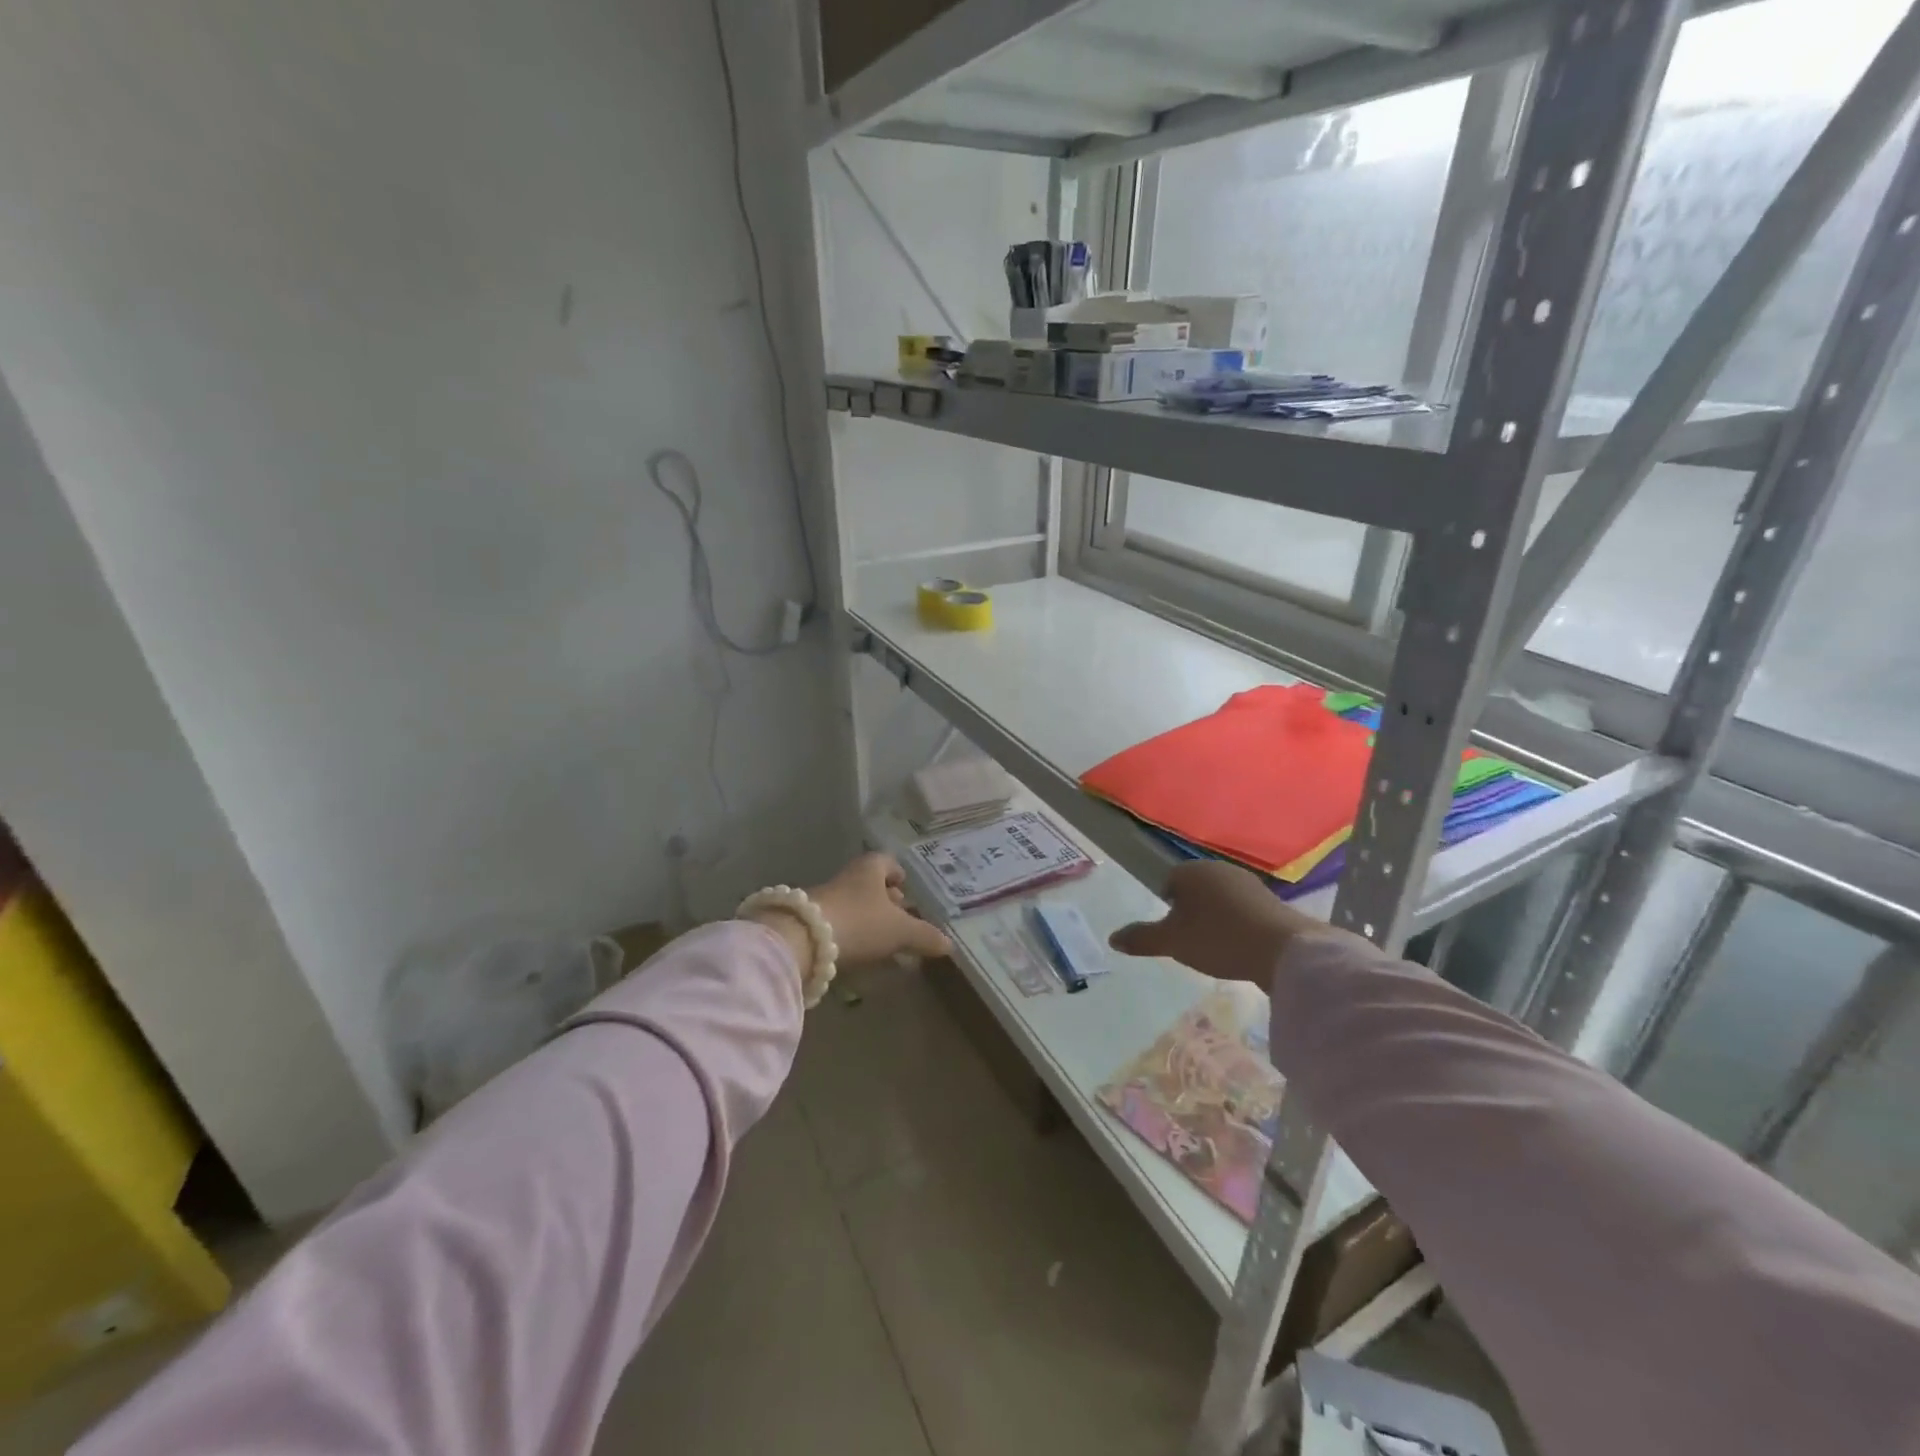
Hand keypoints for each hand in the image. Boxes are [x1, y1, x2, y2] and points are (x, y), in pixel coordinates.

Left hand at [809, 851, 951, 965]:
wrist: (802, 940)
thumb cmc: (860, 922)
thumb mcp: (899, 931)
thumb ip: (924, 936)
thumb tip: (949, 944)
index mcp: (870, 869)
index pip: (886, 861)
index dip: (897, 873)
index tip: (905, 889)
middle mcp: (846, 877)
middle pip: (868, 882)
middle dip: (883, 898)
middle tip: (898, 917)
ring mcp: (824, 897)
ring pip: (851, 902)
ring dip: (865, 917)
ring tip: (880, 939)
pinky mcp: (809, 920)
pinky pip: (836, 921)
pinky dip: (848, 931)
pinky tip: (855, 951)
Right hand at [1108, 861, 1353, 985]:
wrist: (1282, 948)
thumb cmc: (1217, 938)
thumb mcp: (1172, 942)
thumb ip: (1141, 938)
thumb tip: (1111, 938)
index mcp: (1191, 871)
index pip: (1169, 883)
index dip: (1167, 908)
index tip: (1173, 933)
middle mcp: (1219, 869)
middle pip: (1195, 889)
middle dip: (1191, 912)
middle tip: (1191, 941)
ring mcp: (1248, 883)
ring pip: (1220, 899)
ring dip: (1216, 918)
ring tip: (1217, 947)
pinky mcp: (1271, 901)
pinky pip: (1243, 910)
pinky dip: (1238, 925)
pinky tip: (1240, 947)